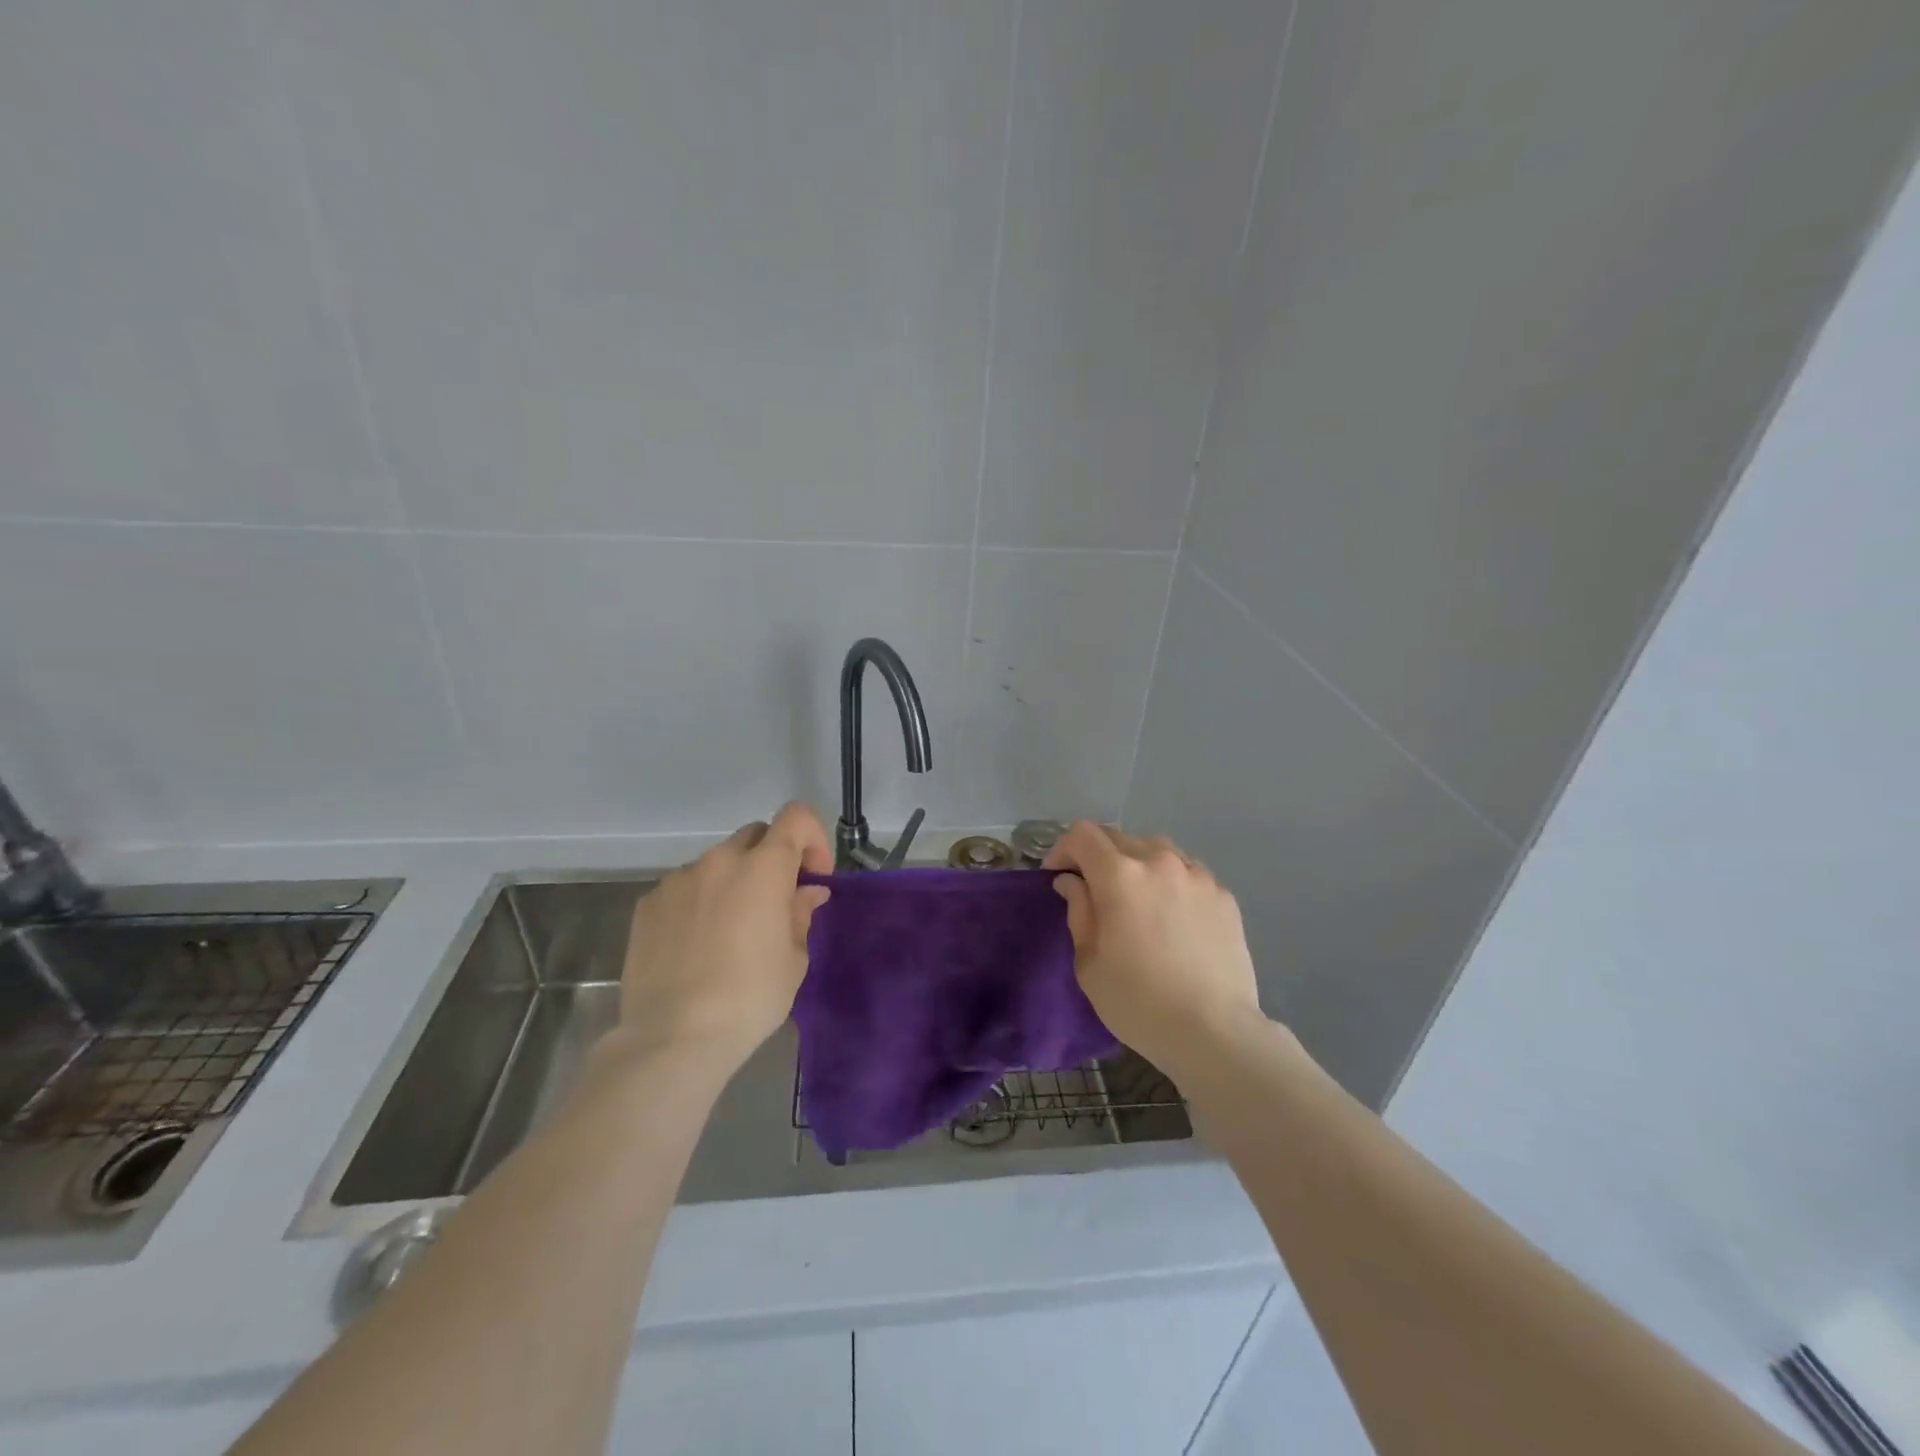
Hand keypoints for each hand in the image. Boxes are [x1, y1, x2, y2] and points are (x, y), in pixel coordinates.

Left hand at [619, 801, 832, 1071]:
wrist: (673, 1037)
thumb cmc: (750, 997)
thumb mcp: (794, 958)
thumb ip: (801, 913)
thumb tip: (808, 891)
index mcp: (763, 868)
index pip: (796, 817)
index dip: (812, 838)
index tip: (812, 876)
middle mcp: (719, 860)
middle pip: (755, 835)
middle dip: (772, 859)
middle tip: (775, 902)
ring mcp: (678, 879)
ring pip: (717, 863)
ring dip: (732, 882)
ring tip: (729, 931)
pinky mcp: (647, 903)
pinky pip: (684, 888)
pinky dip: (698, 902)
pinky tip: (696, 945)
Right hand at [1045, 822, 1263, 1076]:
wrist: (1215, 1032)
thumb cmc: (1138, 1002)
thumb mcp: (1089, 962)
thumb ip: (1078, 911)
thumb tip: (1072, 882)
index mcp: (1120, 875)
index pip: (1082, 835)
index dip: (1063, 850)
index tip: (1059, 877)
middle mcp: (1159, 861)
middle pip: (1118, 838)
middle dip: (1098, 857)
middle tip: (1094, 892)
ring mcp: (1197, 875)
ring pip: (1156, 850)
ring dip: (1137, 864)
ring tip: (1137, 899)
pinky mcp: (1223, 895)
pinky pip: (1187, 873)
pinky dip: (1170, 882)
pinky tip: (1173, 917)